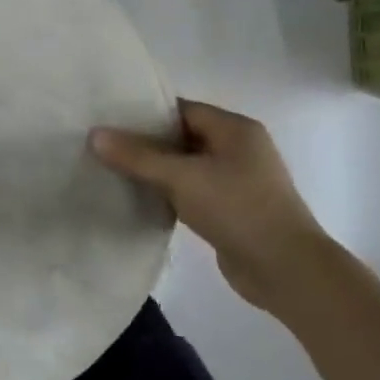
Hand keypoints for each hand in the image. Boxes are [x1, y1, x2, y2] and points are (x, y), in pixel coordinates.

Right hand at [91, 98, 335, 312]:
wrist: (285, 269)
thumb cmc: (238, 209)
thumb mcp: (182, 178)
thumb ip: (138, 156)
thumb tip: (95, 134)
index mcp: (235, 129)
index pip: (181, 110)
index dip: (145, 113)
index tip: (107, 120)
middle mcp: (238, 149)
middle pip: (182, 137)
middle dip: (145, 143)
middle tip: (103, 146)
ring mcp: (236, 180)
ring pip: (185, 166)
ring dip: (154, 170)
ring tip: (112, 171)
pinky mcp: (230, 208)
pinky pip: (191, 191)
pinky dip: (167, 192)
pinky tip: (139, 199)